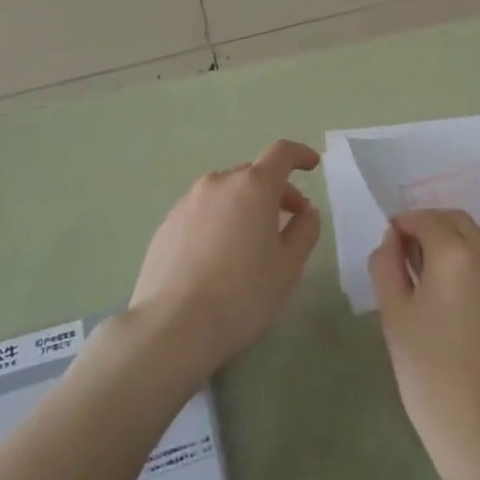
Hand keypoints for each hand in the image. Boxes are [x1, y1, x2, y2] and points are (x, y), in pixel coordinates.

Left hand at [130, 140, 321, 380]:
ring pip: (226, 192)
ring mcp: (188, 202)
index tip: (312, 165)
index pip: (281, 153)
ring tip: (250, 242)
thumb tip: (306, 211)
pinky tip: (219, 256)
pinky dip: (219, 220)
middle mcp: (219, 183)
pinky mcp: (167, 224)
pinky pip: (202, 211)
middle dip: (275, 190)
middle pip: (253, 175)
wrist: (172, 327)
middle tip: (288, 221)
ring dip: (245, 205)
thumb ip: (305, 230)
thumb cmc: (242, 294)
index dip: (300, 154)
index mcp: (253, 187)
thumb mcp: (288, 266)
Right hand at [370, 209, 479, 474]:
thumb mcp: (394, 315)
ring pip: (477, 243)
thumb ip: (387, 266)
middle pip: (458, 222)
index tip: (389, 241)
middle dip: (430, 226)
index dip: (404, 223)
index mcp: (456, 255)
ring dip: (452, 244)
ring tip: (427, 278)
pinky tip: (453, 301)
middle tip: (406, 252)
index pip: (427, 219)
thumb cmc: (428, 371)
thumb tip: (392, 240)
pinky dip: (470, 266)